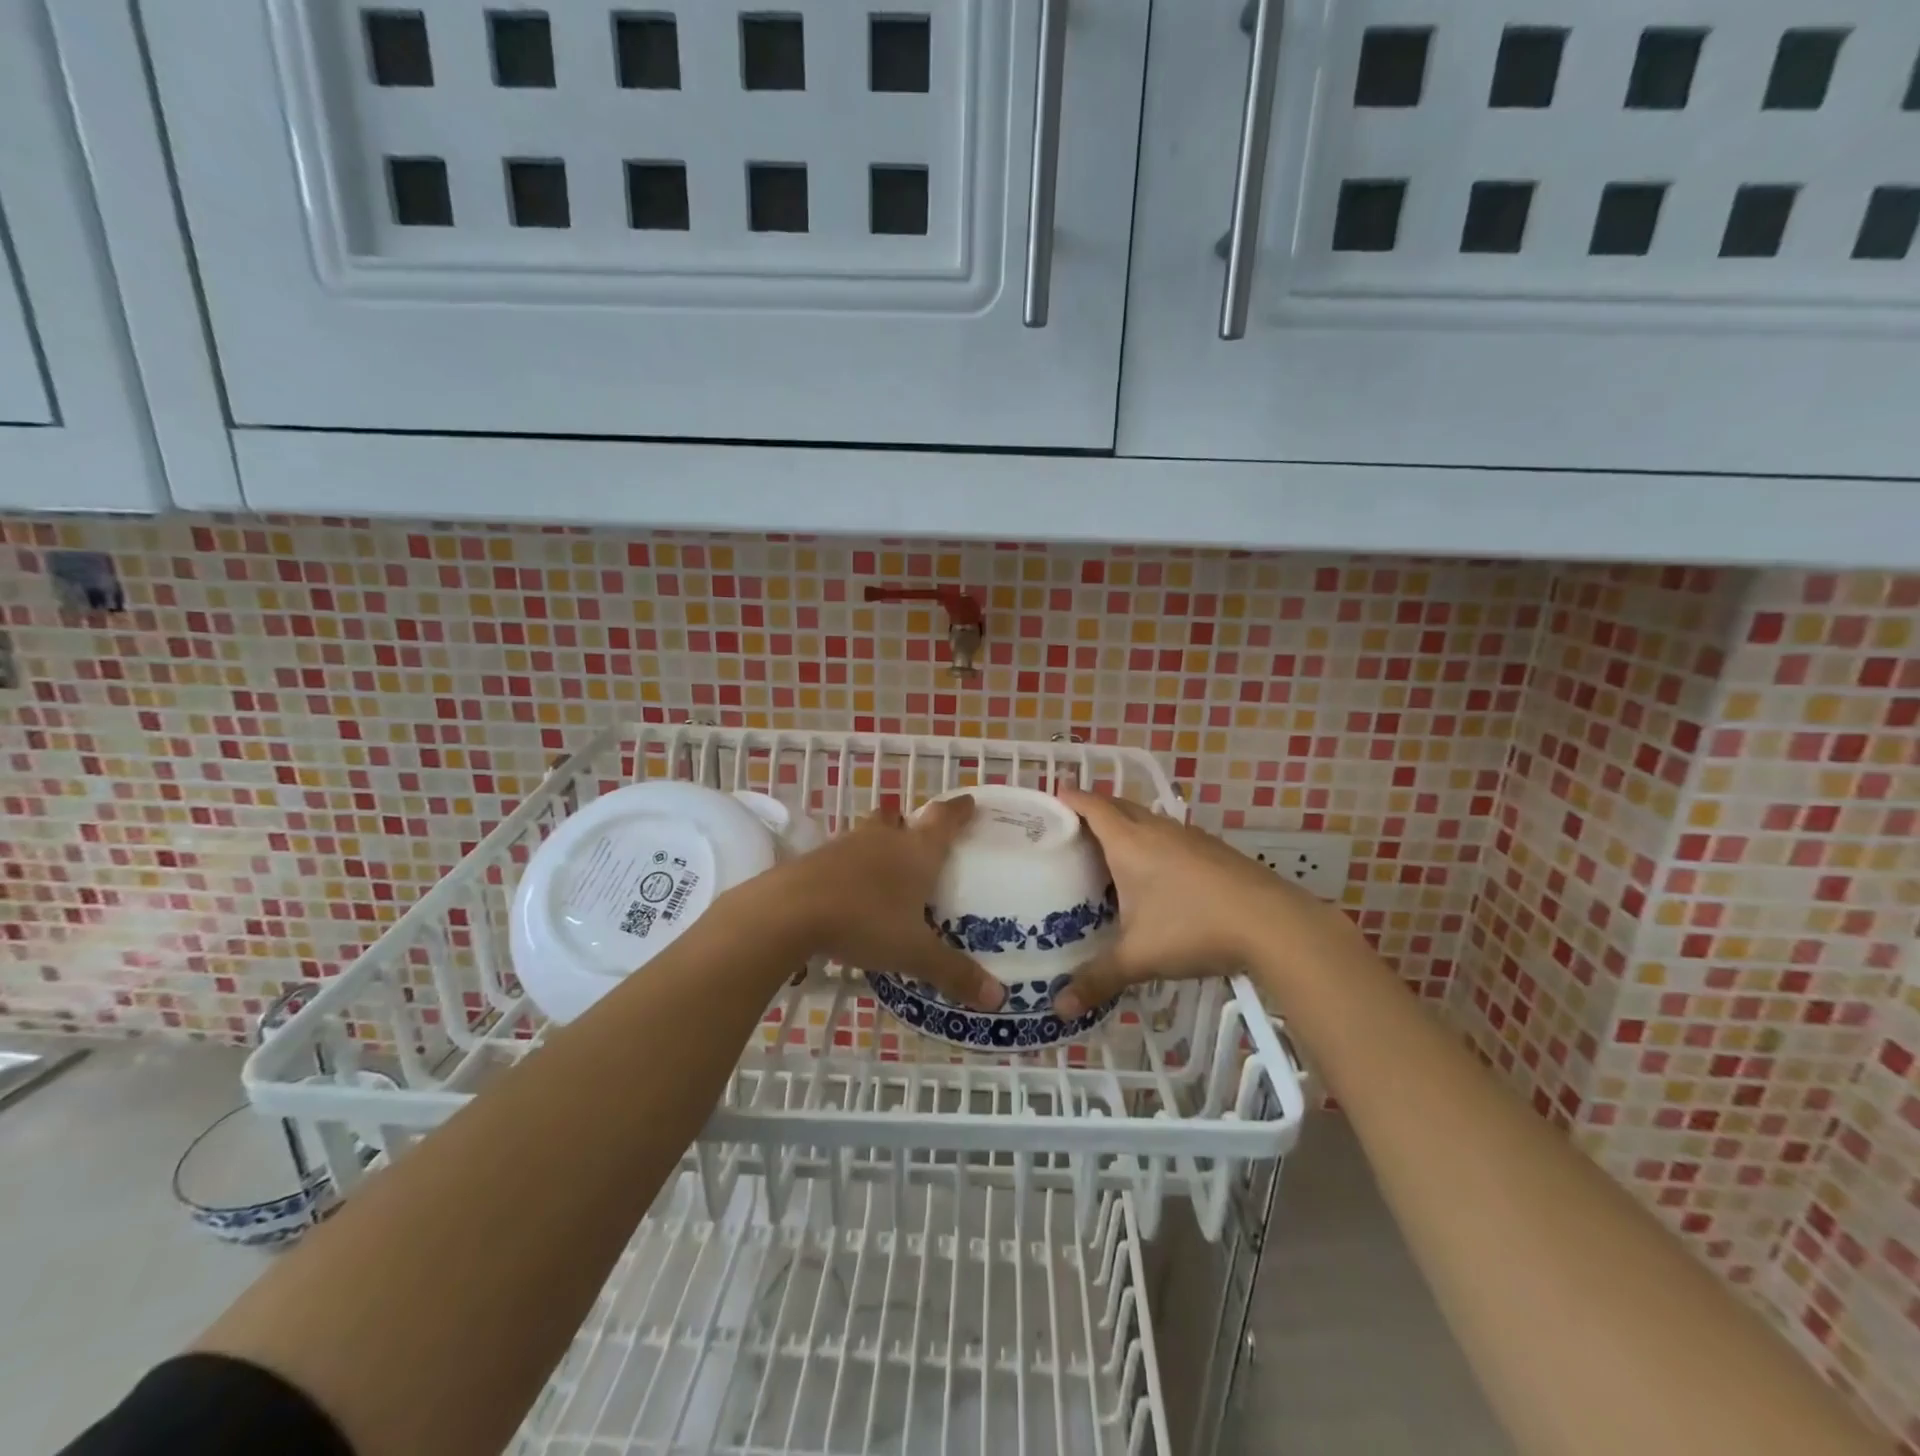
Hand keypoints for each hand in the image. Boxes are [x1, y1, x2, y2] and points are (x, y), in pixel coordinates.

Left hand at [770, 795, 1006, 1011]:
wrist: (790, 910)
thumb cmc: (865, 921)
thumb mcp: (914, 952)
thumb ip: (953, 972)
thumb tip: (998, 998)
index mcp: (916, 851)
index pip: (944, 820)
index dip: (959, 810)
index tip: (970, 801)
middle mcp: (884, 839)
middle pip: (900, 819)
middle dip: (911, 825)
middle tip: (919, 842)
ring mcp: (846, 845)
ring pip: (869, 834)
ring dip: (879, 844)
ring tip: (885, 870)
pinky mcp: (816, 858)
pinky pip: (842, 855)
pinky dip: (851, 867)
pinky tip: (850, 892)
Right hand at [1051, 788, 1314, 1017]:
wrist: (1273, 924)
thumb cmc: (1193, 928)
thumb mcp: (1139, 957)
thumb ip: (1098, 979)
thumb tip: (1060, 1009)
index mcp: (1130, 843)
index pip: (1093, 806)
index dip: (1071, 798)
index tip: (1053, 797)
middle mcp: (1157, 830)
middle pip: (1119, 806)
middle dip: (1095, 809)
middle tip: (1072, 828)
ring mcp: (1190, 837)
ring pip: (1148, 820)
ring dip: (1127, 825)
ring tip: (1109, 851)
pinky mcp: (1214, 850)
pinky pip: (1171, 835)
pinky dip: (1153, 842)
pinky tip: (1157, 873)